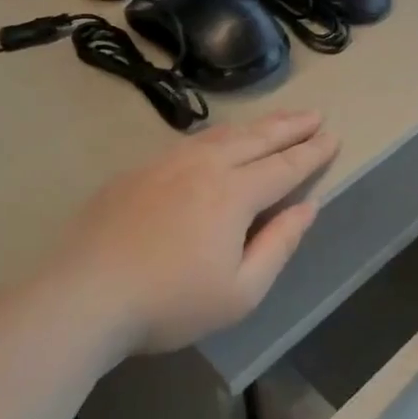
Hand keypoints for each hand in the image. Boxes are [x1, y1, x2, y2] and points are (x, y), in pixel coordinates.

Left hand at [42, 110, 339, 355]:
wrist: (84, 295)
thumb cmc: (170, 303)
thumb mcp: (240, 291)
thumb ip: (278, 245)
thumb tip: (307, 208)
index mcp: (234, 193)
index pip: (284, 166)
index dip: (312, 153)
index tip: (333, 137)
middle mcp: (204, 166)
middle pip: (256, 138)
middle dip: (290, 126)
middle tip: (315, 115)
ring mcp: (166, 163)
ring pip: (222, 133)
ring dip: (256, 125)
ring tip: (277, 120)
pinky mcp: (138, 171)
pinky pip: (191, 141)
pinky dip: (219, 134)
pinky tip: (219, 139)